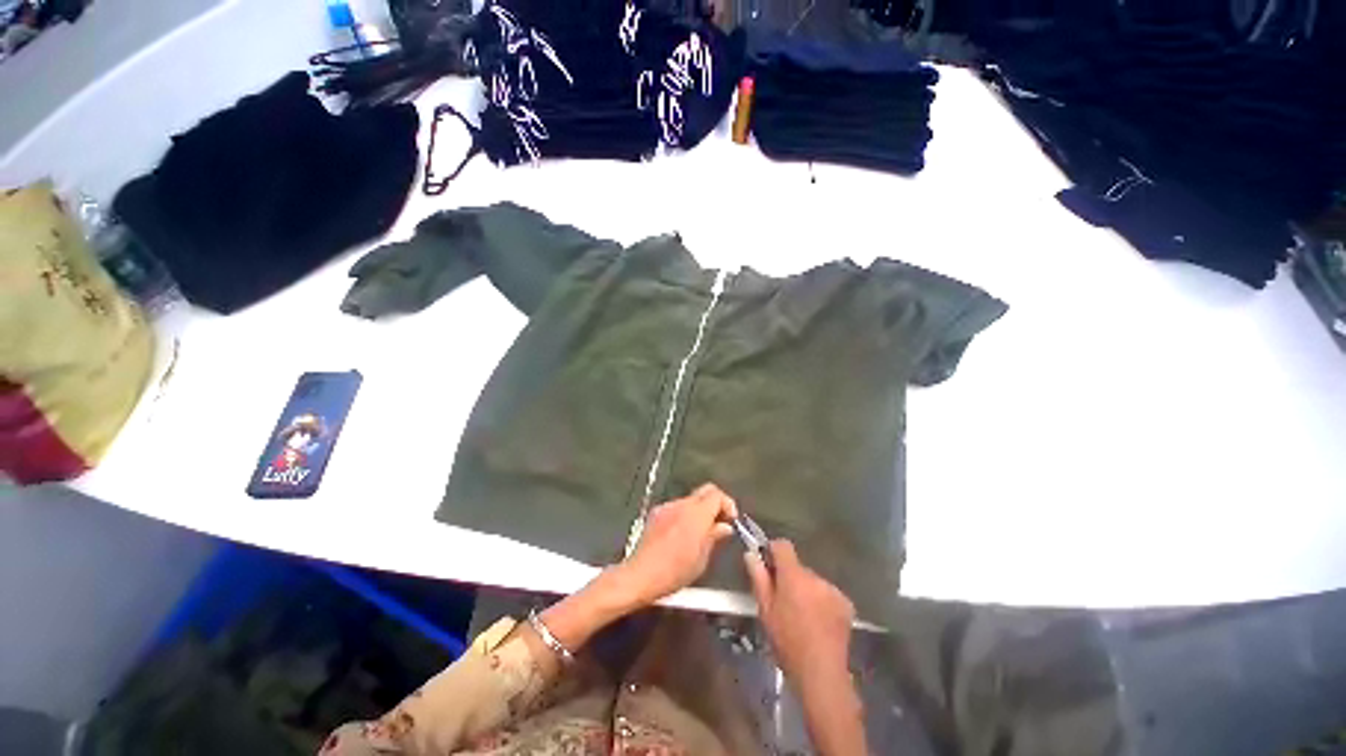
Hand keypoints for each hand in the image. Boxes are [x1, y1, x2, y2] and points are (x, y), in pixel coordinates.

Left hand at [619, 483, 738, 605]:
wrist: (641, 575)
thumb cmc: (675, 571)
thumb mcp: (701, 559)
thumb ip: (714, 537)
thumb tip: (724, 527)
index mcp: (697, 513)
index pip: (717, 494)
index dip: (727, 503)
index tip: (731, 519)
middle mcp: (682, 504)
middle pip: (705, 491)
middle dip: (715, 503)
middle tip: (720, 522)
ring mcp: (667, 507)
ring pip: (690, 500)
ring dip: (699, 510)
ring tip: (700, 532)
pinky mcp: (656, 513)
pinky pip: (676, 507)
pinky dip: (684, 515)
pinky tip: (681, 535)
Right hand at [746, 540, 855, 687]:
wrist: (821, 673)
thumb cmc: (787, 641)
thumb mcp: (765, 610)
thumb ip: (758, 577)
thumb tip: (752, 554)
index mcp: (794, 575)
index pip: (783, 546)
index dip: (773, 551)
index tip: (767, 565)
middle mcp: (815, 576)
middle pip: (798, 567)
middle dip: (789, 578)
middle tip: (782, 601)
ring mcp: (833, 590)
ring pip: (813, 582)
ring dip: (806, 591)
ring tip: (801, 616)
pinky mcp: (846, 604)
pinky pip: (827, 594)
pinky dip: (821, 602)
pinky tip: (817, 623)